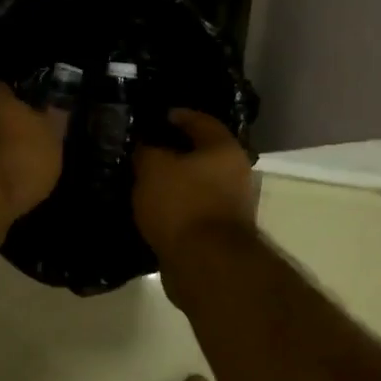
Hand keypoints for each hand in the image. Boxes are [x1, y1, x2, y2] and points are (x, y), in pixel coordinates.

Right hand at [132, 109, 256, 263]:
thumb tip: (145, 146)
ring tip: (146, 182)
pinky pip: (194, 210)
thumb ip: (147, 151)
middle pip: (203, 154)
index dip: (178, 116)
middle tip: (146, 150)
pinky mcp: (221, 233)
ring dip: (176, 182)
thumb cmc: (182, 204)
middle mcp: (235, 173)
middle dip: (176, 152)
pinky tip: (155, 209)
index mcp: (224, 149)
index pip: (200, 121)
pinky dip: (177, 207)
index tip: (157, 117)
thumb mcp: (153, 168)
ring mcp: (231, 205)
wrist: (205, 264)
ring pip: (198, 184)